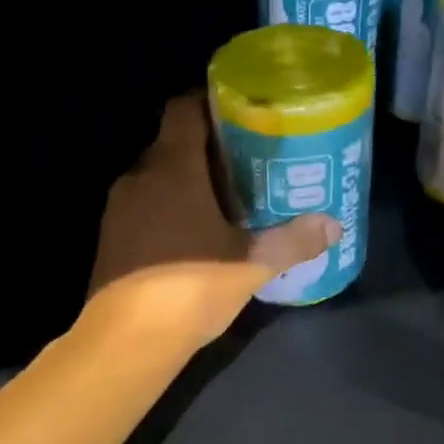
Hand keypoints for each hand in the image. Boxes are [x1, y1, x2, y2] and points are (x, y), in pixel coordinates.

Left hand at [86, 93, 339, 347]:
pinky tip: (196, 234)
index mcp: (172, 168)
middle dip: (209, 147)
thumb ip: (293, 240)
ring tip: (227, 197)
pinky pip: (144, 205)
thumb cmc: (191, 287)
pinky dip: (168, 207)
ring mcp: (118, 209)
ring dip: (188, 180)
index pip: (184, 109)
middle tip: (249, 160)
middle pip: (173, 143)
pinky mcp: (110, 238)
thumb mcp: (252, 265)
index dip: (210, 101)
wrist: (125, 342)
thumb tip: (333, 225)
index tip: (241, 111)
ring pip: (157, 177)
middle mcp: (138, 177)